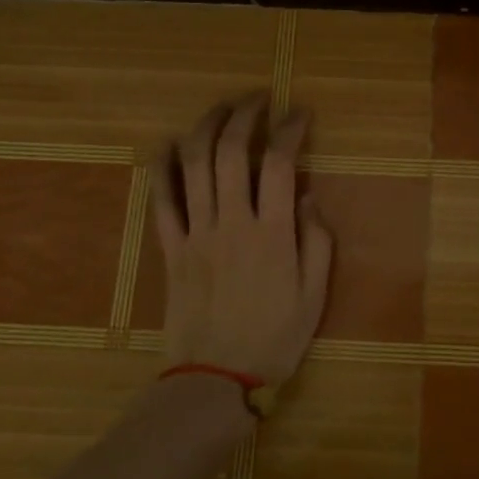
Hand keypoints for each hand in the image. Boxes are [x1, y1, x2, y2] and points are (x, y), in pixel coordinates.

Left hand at [150, 95, 333, 389]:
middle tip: (258, 99)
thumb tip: (307, 197)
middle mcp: (232, 223)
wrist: (216, 378)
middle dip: (244, 115)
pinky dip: (163, 167)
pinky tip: (169, 144)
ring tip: (220, 108)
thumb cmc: (275, 338)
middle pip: (231, 152)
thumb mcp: (315, 294)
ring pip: (194, 166)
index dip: (290, 129)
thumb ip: (317, 241)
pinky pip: (161, 200)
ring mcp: (196, 233)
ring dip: (205, 127)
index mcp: (273, 234)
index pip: (280, 163)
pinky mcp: (171, 248)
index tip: (299, 113)